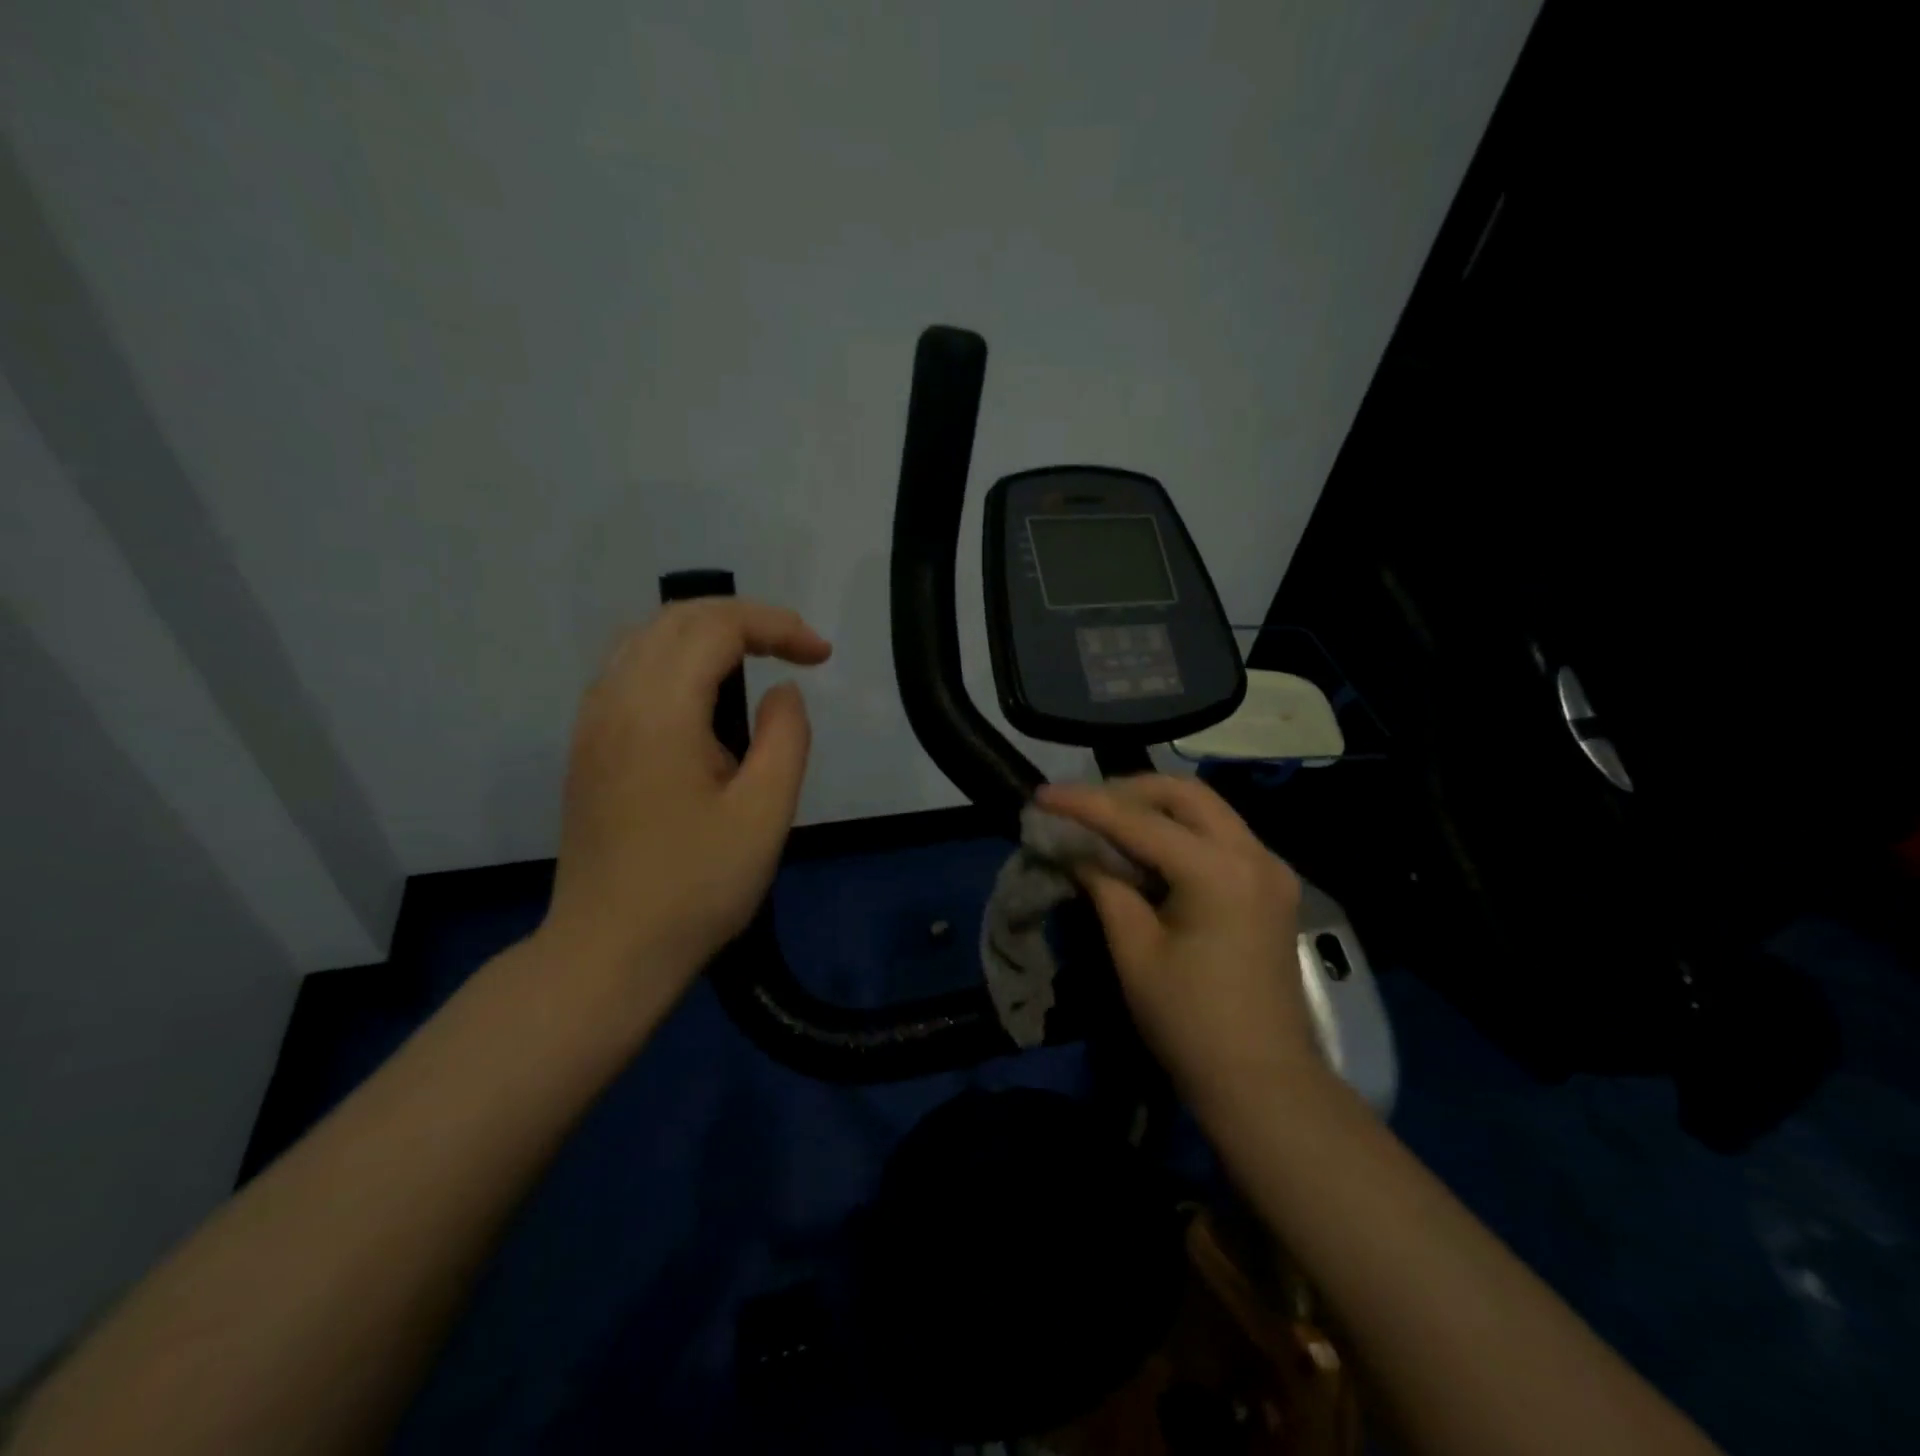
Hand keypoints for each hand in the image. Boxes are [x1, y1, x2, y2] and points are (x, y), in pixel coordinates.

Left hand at [540, 599, 831, 1001]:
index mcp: (660, 712)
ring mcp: (592, 723)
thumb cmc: (696, 888)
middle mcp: (616, 701)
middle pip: (676, 619)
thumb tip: (782, 692)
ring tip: (755, 659)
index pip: (716, 628)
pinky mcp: (587, 747)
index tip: (822, 656)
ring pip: (645, 639)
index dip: (776, 626)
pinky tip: (702, 695)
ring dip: (705, 633)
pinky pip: (628, 670)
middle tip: (796, 648)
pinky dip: (674, 658)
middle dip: (743, 619)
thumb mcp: (764, 815)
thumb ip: (785, 738)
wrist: (609, 952)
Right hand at [1037, 775, 1323, 1116]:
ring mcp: (1270, 869)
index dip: (1085, 804)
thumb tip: (1077, 850)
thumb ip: (1105, 887)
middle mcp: (1254, 854)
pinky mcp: (1272, 888)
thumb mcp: (1135, 952)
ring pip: (1207, 810)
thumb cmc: (1190, 1023)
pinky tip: (1147, 848)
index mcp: (1218, 871)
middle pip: (1185, 794)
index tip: (1043, 795)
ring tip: (1107, 821)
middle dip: (1128, 790)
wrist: (1263, 1083)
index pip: (1139, 820)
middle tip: (1082, 805)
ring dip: (1155, 807)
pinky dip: (1180, 831)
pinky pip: (1220, 837)